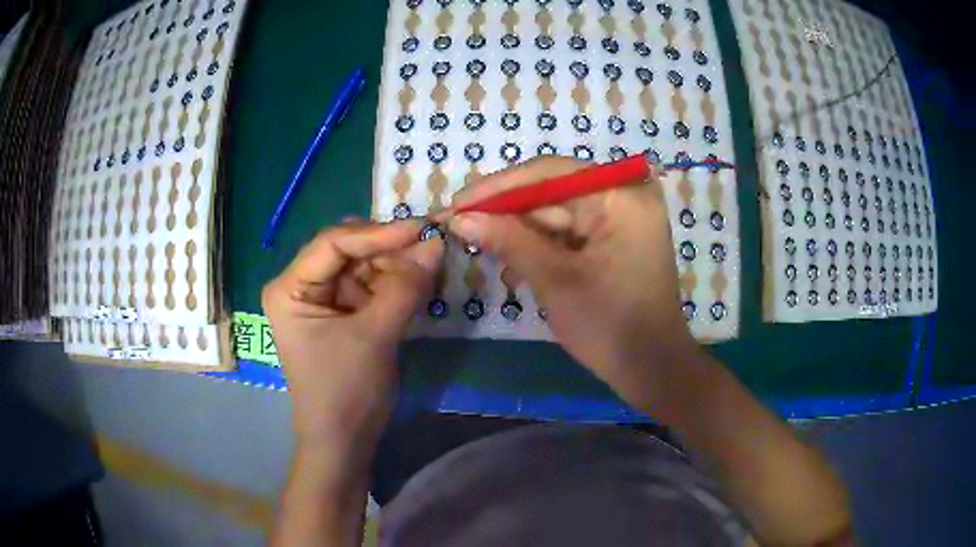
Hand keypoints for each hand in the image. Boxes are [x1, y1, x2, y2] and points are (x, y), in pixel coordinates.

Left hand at [262, 221, 442, 446]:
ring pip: (364, 266)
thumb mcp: (374, 336)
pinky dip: (396, 284)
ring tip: (430, 265)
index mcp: (290, 287)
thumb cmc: (345, 390)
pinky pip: (372, 287)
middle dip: (389, 250)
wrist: (344, 441)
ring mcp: (324, 299)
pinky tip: (419, 283)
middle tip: (431, 247)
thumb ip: (404, 287)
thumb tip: (435, 244)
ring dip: (396, 266)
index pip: (333, 243)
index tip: (420, 229)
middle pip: (349, 250)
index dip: (377, 233)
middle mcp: (302, 285)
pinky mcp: (344, 314)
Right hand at [446, 156, 695, 405]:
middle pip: (552, 192)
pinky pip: (570, 233)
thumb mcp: (554, 280)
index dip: (498, 187)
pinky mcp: (616, 240)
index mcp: (620, 196)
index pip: (549, 173)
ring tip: (485, 255)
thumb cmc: (609, 325)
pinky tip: (516, 271)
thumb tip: (459, 218)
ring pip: (557, 215)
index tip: (457, 203)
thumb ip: (508, 240)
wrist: (651, 369)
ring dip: (521, 236)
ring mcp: (623, 218)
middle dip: (507, 215)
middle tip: (461, 228)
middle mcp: (625, 196)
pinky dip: (542, 249)